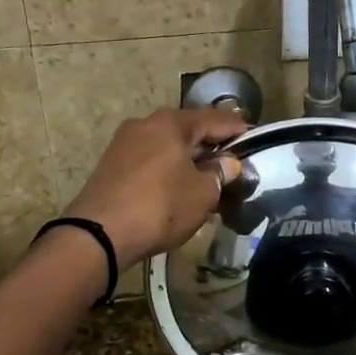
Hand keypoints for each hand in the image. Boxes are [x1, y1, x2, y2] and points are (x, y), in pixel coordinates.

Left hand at [64, 108, 246, 263]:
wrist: (99, 234)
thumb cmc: (160, 206)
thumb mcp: (203, 193)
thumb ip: (220, 174)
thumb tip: (227, 163)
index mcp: (171, 122)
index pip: (216, 119)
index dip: (239, 130)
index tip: (256, 141)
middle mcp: (146, 124)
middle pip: (189, 131)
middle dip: (212, 147)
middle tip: (234, 165)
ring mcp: (125, 144)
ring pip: (169, 147)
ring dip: (190, 162)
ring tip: (209, 182)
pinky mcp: (112, 166)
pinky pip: (151, 162)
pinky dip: (169, 171)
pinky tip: (179, 190)